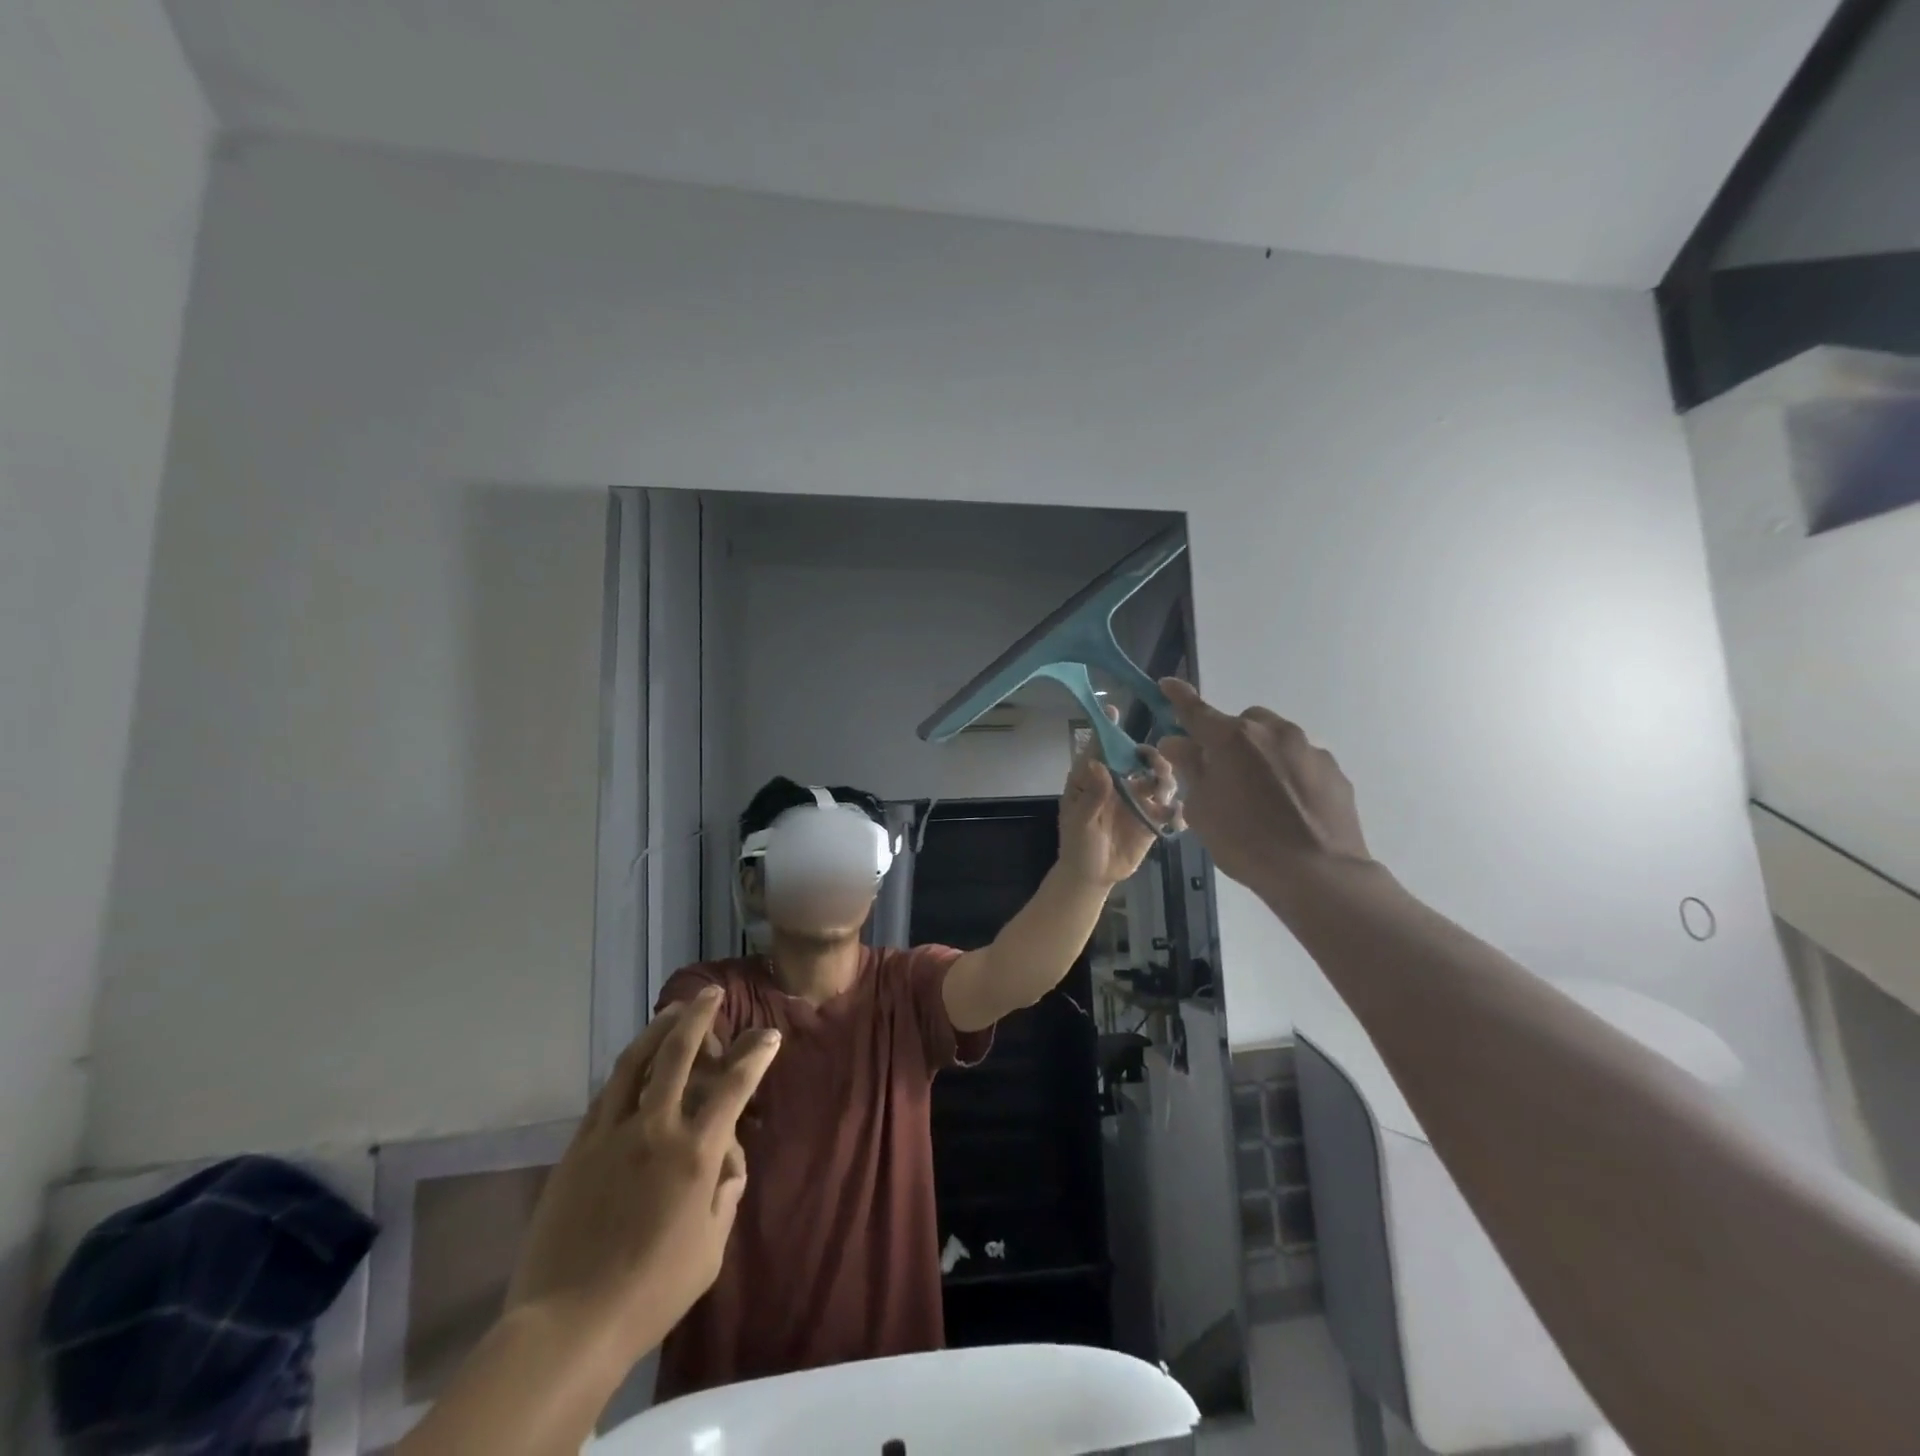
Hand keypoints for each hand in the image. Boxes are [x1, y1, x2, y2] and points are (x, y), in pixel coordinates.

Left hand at [504, 989, 779, 1363]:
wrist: (567, 1325)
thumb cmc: (652, 1292)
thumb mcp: (711, 1249)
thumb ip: (725, 1196)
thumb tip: (728, 1162)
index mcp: (695, 1153)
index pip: (735, 1086)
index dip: (756, 1054)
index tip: (769, 1034)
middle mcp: (655, 1129)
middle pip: (679, 1053)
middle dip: (700, 1017)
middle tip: (711, 994)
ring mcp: (611, 1134)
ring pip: (636, 1062)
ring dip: (659, 1030)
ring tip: (673, 1011)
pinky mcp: (578, 1149)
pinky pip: (606, 1094)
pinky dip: (626, 1069)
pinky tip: (633, 1064)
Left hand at [1057, 705, 1179, 886]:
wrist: (1093, 877)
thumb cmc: (1077, 845)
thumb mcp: (1079, 822)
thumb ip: (1091, 796)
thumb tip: (1098, 764)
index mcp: (1094, 779)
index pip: (1100, 748)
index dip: (1107, 729)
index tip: (1113, 710)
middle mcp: (1118, 783)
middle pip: (1137, 759)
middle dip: (1149, 755)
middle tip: (1155, 764)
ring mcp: (1137, 800)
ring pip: (1158, 779)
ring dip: (1165, 778)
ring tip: (1163, 790)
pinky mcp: (1152, 819)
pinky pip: (1169, 808)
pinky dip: (1176, 808)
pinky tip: (1175, 815)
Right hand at [1155, 678, 1370, 898]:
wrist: (1317, 873)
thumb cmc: (1244, 841)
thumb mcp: (1201, 809)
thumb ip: (1189, 768)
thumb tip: (1178, 742)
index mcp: (1231, 739)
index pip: (1196, 710)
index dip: (1179, 697)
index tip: (1168, 684)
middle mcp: (1272, 732)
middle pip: (1243, 722)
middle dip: (1230, 738)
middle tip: (1223, 773)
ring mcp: (1308, 748)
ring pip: (1276, 739)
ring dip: (1262, 755)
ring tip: (1261, 796)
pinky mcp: (1334, 770)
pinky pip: (1302, 761)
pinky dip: (1290, 773)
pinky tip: (1289, 807)